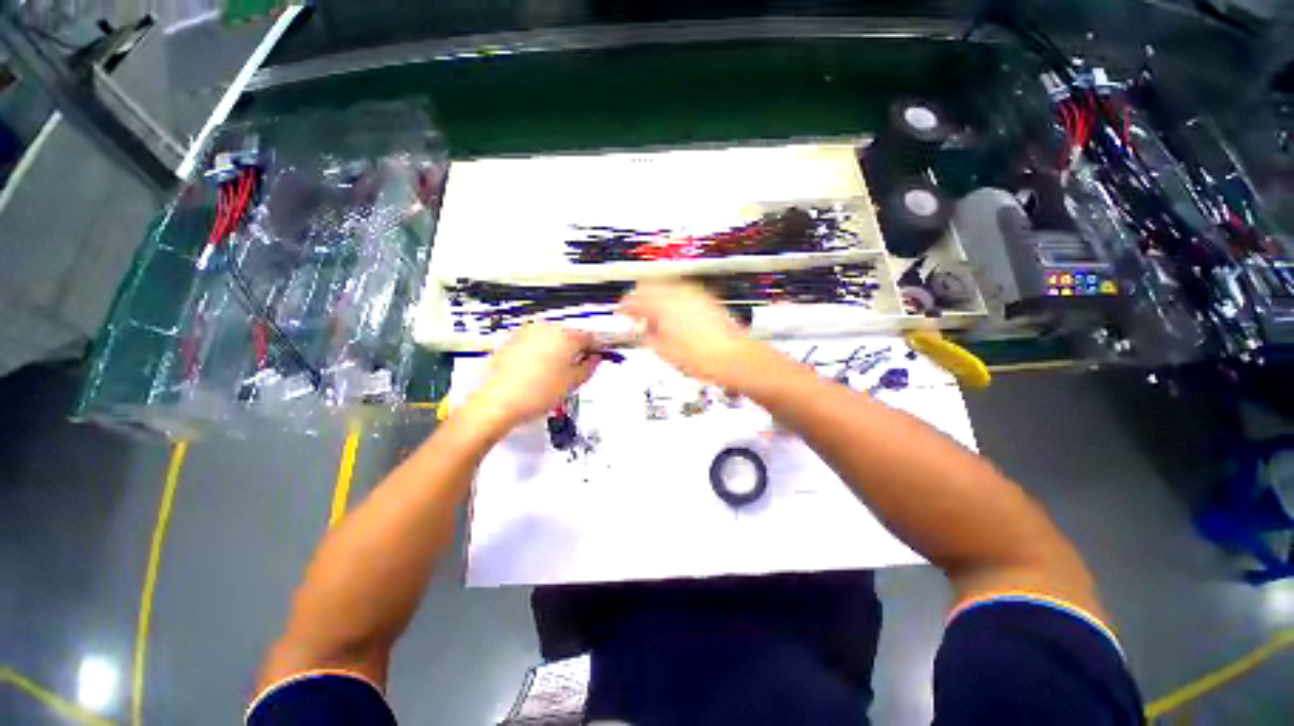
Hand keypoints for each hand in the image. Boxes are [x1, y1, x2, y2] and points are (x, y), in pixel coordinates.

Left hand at [464, 324, 599, 432]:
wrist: (498, 401)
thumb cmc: (537, 393)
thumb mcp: (573, 382)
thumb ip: (590, 366)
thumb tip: (595, 358)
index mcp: (566, 336)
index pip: (590, 336)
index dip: (596, 349)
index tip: (595, 359)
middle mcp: (547, 328)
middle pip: (570, 334)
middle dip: (575, 349)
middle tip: (575, 370)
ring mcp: (528, 332)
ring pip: (552, 338)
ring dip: (558, 350)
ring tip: (554, 373)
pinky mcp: (513, 339)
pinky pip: (535, 342)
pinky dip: (540, 352)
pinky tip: (537, 371)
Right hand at [619, 280, 766, 389]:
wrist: (733, 358)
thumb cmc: (702, 357)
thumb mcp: (663, 351)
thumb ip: (647, 336)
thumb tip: (641, 331)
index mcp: (662, 306)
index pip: (634, 299)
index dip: (624, 307)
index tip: (621, 312)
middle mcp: (678, 294)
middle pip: (649, 286)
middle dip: (638, 298)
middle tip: (634, 311)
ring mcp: (694, 294)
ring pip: (666, 287)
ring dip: (655, 297)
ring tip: (653, 314)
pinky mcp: (706, 299)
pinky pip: (682, 292)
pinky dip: (672, 300)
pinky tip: (673, 314)